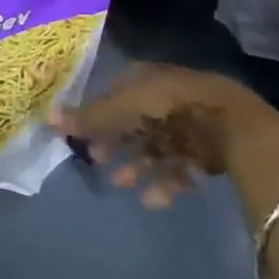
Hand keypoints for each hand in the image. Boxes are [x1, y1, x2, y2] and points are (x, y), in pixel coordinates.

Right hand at [52, 63, 273, 208]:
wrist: (231, 125)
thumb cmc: (169, 108)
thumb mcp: (122, 110)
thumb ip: (89, 117)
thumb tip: (47, 116)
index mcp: (144, 79)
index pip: (115, 93)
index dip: (99, 115)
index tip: (85, 137)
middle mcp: (164, 97)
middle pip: (134, 121)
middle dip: (117, 143)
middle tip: (99, 163)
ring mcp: (187, 121)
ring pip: (155, 145)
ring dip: (138, 165)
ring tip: (124, 185)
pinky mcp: (206, 147)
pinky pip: (180, 165)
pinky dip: (166, 181)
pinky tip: (155, 199)